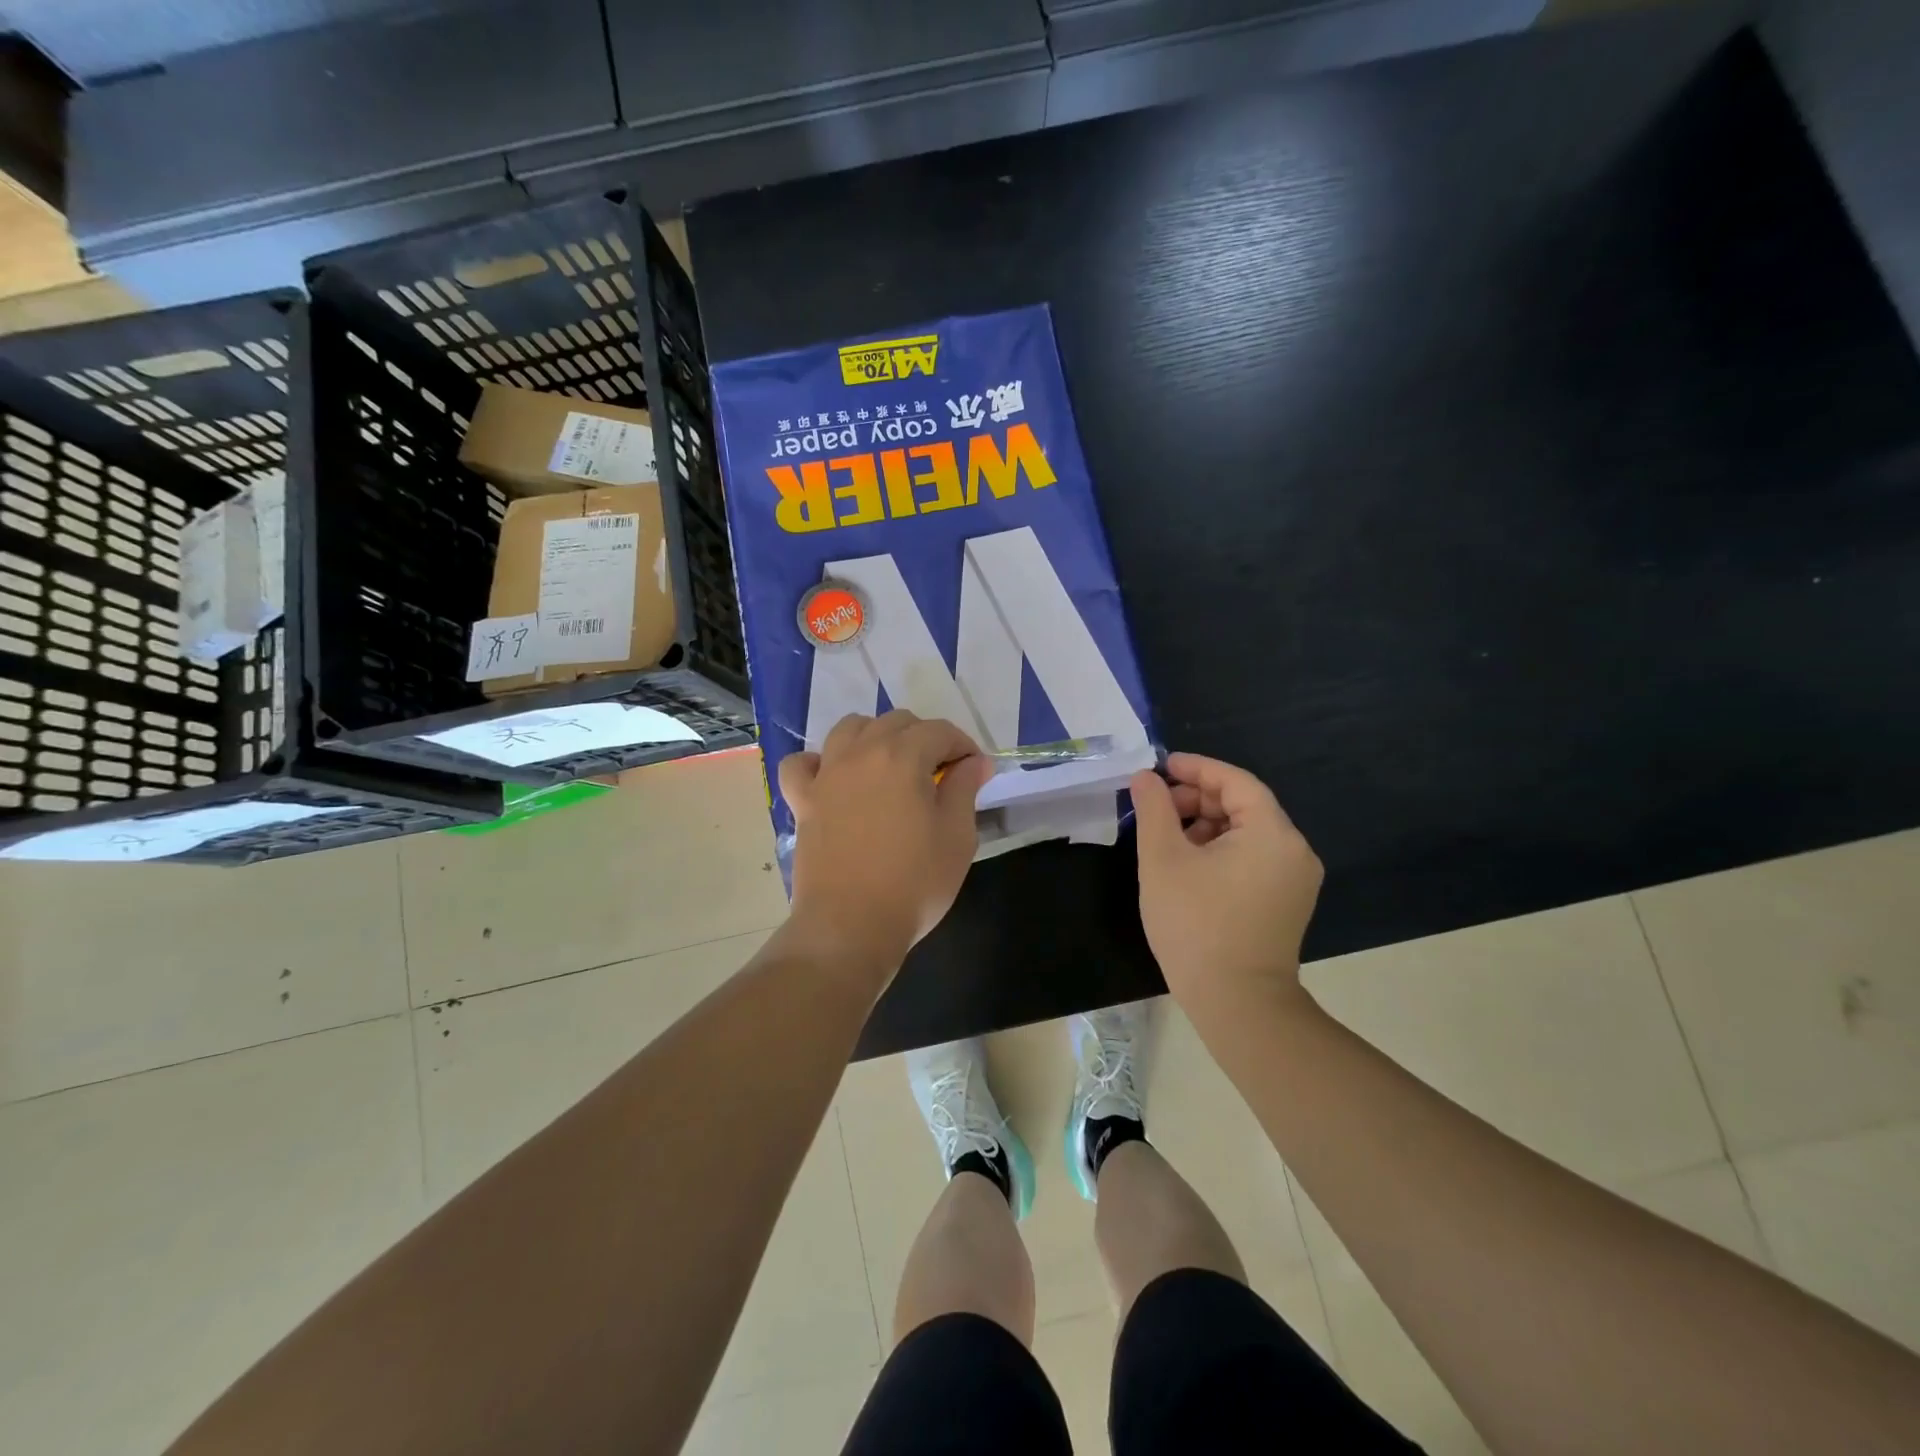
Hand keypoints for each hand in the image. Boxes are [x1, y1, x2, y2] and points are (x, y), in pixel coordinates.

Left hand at [778, 711, 990, 981]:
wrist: (850, 926)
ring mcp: (826, 775)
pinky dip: (819, 762)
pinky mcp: (803, 800)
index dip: (963, 745)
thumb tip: (974, 762)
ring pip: (849, 729)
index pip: (939, 731)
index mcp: (902, 757)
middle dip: (924, 738)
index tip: (975, 771)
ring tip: (891, 766)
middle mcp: (861, 753)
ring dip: (875, 736)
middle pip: (895, 722)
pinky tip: (834, 778)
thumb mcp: (957, 837)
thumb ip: (965, 789)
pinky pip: (803, 764)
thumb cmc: (913, 883)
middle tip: (940, 773)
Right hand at [1130, 753, 1323, 1018]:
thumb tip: (1145, 778)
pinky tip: (1188, 863)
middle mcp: (1294, 850)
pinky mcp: (1287, 902)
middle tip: (1156, 806)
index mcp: (1272, 833)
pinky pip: (1253, 858)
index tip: (1160, 767)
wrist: (1236, 1003)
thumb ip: (1154, 809)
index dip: (1196, 769)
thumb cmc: (1195, 924)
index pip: (1235, 781)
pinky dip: (1221, 850)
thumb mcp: (1162, 860)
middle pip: (1243, 805)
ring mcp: (1295, 879)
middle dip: (1197, 800)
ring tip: (1166, 837)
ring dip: (1206, 825)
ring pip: (1247, 832)